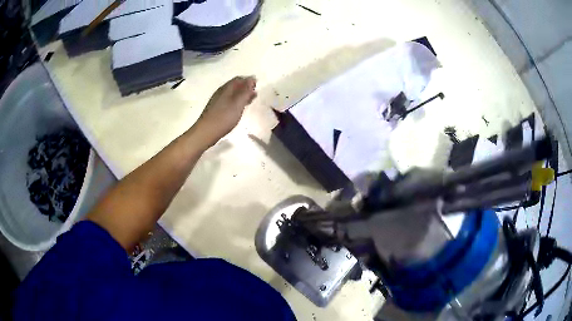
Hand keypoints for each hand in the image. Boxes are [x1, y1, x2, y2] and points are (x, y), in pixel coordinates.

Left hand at [195, 76, 256, 145]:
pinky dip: (236, 102)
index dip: (248, 81)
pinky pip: (228, 101)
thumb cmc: (224, 117)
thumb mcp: (238, 104)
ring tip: (249, 101)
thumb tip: (252, 78)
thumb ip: (246, 91)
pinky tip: (239, 109)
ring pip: (231, 94)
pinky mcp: (215, 109)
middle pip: (234, 86)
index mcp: (226, 88)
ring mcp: (217, 101)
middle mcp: (220, 92)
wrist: (206, 132)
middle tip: (254, 94)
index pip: (238, 79)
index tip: (257, 86)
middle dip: (245, 88)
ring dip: (241, 96)